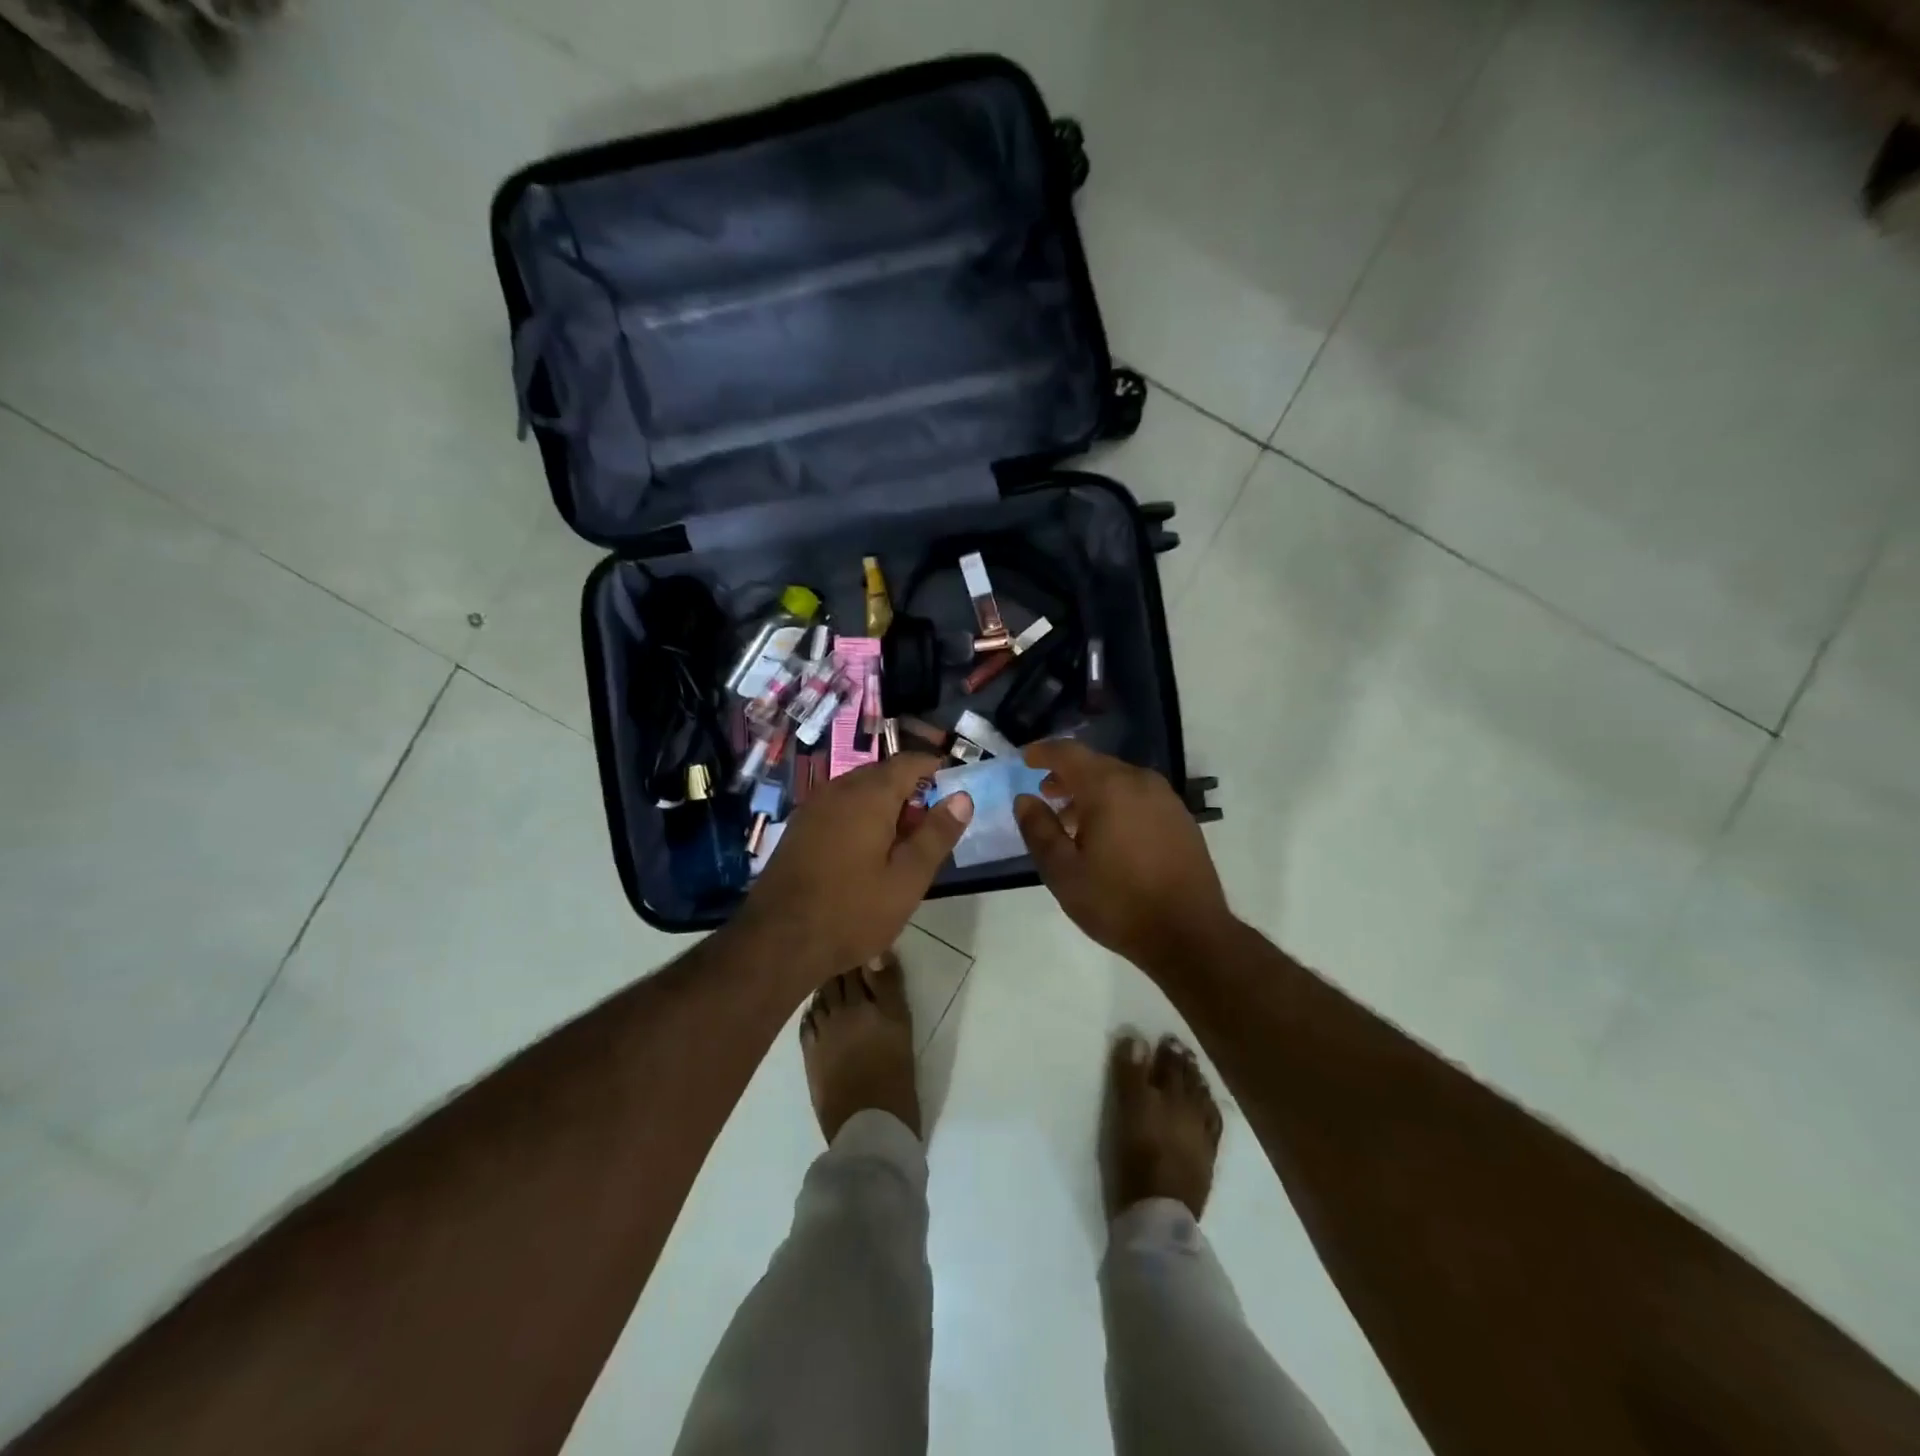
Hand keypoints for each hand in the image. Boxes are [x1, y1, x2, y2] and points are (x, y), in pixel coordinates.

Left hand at [738, 753, 972, 987]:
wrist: (777, 942)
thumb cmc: (852, 911)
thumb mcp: (907, 879)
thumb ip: (936, 835)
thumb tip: (962, 797)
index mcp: (869, 795)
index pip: (908, 762)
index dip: (934, 769)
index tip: (954, 787)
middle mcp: (838, 789)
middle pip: (882, 774)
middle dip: (910, 790)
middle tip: (931, 825)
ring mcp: (813, 807)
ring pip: (858, 792)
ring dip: (884, 806)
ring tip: (902, 843)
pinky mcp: (798, 828)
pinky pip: (838, 808)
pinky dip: (859, 817)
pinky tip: (865, 852)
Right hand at [1014, 741, 1234, 977]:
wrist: (1190, 934)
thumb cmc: (1118, 902)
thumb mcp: (1063, 872)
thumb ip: (1039, 830)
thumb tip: (1025, 800)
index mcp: (1108, 788)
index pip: (1069, 753)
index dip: (1043, 753)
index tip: (1025, 760)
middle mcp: (1140, 782)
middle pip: (1096, 764)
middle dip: (1067, 775)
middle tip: (1046, 795)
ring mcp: (1166, 799)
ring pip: (1119, 780)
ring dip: (1092, 791)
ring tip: (1073, 821)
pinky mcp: (1181, 818)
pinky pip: (1139, 796)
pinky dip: (1117, 803)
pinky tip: (1109, 835)